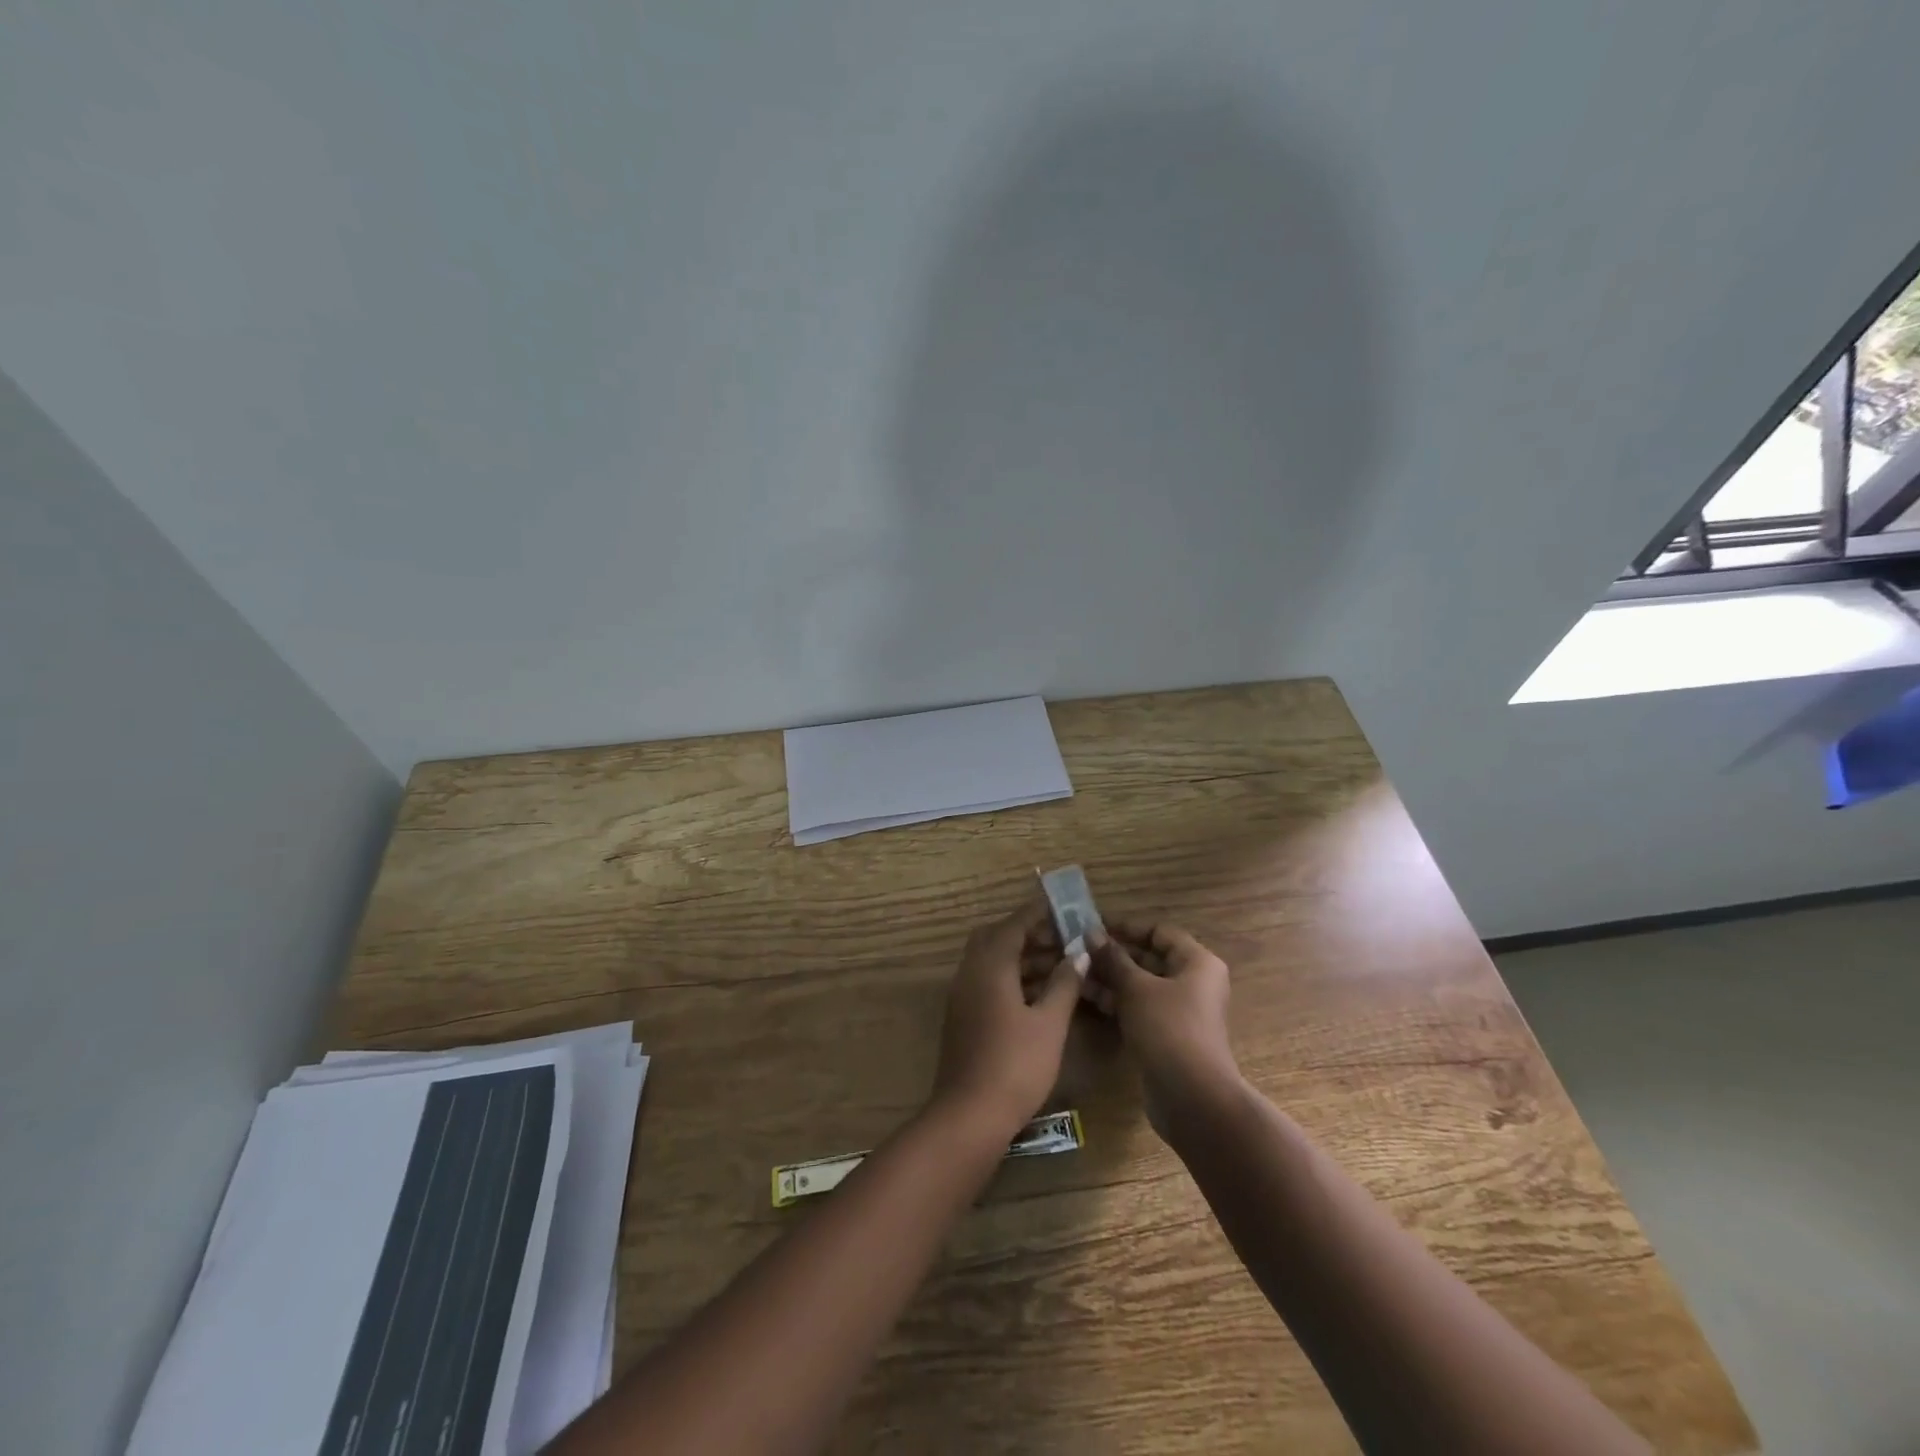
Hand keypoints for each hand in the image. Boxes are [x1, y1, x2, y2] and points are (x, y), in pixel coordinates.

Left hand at [930, 897, 1088, 1136]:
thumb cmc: (1016, 1065)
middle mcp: (970, 973)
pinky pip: (987, 981)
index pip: (1014, 925)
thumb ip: (1064, 983)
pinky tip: (1039, 994)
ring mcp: (963, 996)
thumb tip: (1078, 953)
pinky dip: (1012, 977)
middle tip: (1061, 938)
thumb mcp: (1050, 1023)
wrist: (969, 1115)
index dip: (1038, 912)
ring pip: (991, 961)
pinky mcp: (963, 1016)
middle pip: (997, 938)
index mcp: (990, 967)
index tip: (1062, 904)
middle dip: (1029, 934)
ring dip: (1022, 957)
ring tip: (1060, 964)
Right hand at [1086, 921, 1238, 1123]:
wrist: (1192, 1098)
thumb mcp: (1136, 988)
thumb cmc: (1168, 1029)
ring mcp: (1180, 1011)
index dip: (1127, 928)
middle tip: (1078, 949)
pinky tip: (1087, 996)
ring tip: (1075, 971)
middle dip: (1114, 954)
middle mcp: (1193, 983)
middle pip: (1150, 958)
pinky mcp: (1167, 1035)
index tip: (1093, 926)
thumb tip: (1091, 933)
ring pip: (1141, 985)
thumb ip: (1113, 959)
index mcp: (1197, 963)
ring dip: (1110, 977)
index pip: (1159, 932)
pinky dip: (1117, 1000)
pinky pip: (1139, 1008)